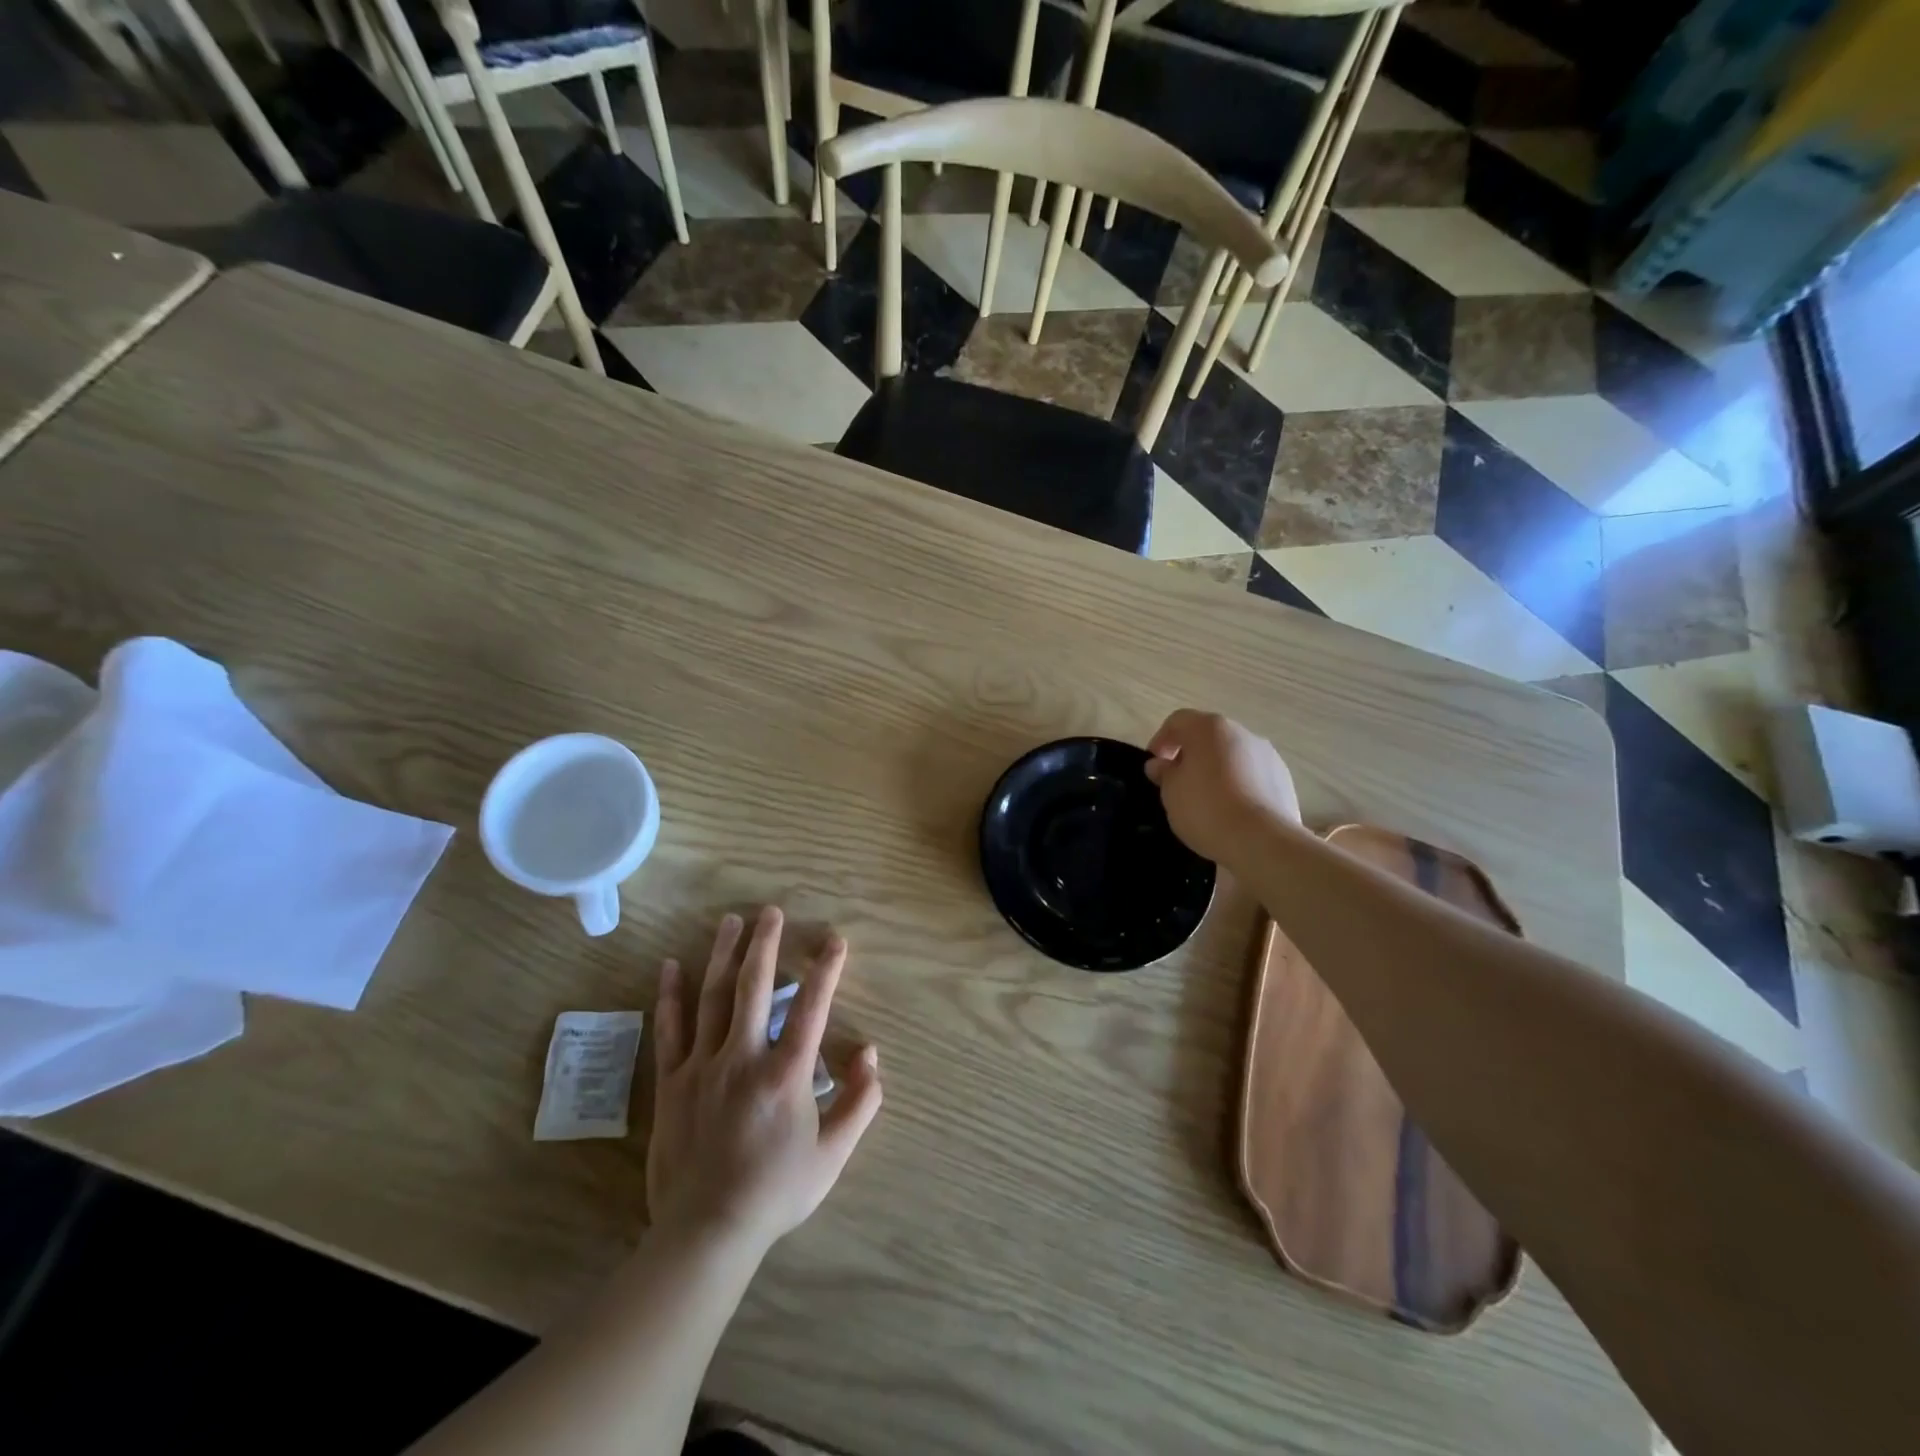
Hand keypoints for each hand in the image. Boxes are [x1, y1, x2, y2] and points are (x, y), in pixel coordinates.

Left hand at [647, 907, 881, 1260]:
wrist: (706, 1232)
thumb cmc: (776, 1191)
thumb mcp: (833, 1155)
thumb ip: (859, 1102)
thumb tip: (871, 1054)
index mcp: (786, 1073)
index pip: (812, 1007)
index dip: (826, 970)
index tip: (835, 940)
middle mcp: (744, 1057)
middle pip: (755, 987)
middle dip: (765, 944)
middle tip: (771, 911)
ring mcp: (703, 1066)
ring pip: (713, 998)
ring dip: (724, 955)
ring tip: (731, 921)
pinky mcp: (672, 1082)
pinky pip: (670, 1031)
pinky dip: (670, 996)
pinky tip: (671, 966)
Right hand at [1144, 709, 1301, 864]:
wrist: (1262, 841)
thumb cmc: (1206, 809)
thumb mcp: (1171, 792)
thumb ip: (1164, 773)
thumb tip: (1161, 764)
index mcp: (1209, 728)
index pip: (1178, 721)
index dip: (1161, 740)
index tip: (1155, 766)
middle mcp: (1241, 733)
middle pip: (1208, 737)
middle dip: (1191, 756)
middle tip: (1177, 783)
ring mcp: (1267, 755)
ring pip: (1232, 756)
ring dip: (1216, 770)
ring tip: (1206, 800)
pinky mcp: (1284, 779)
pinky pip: (1252, 776)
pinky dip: (1238, 786)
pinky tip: (1231, 811)